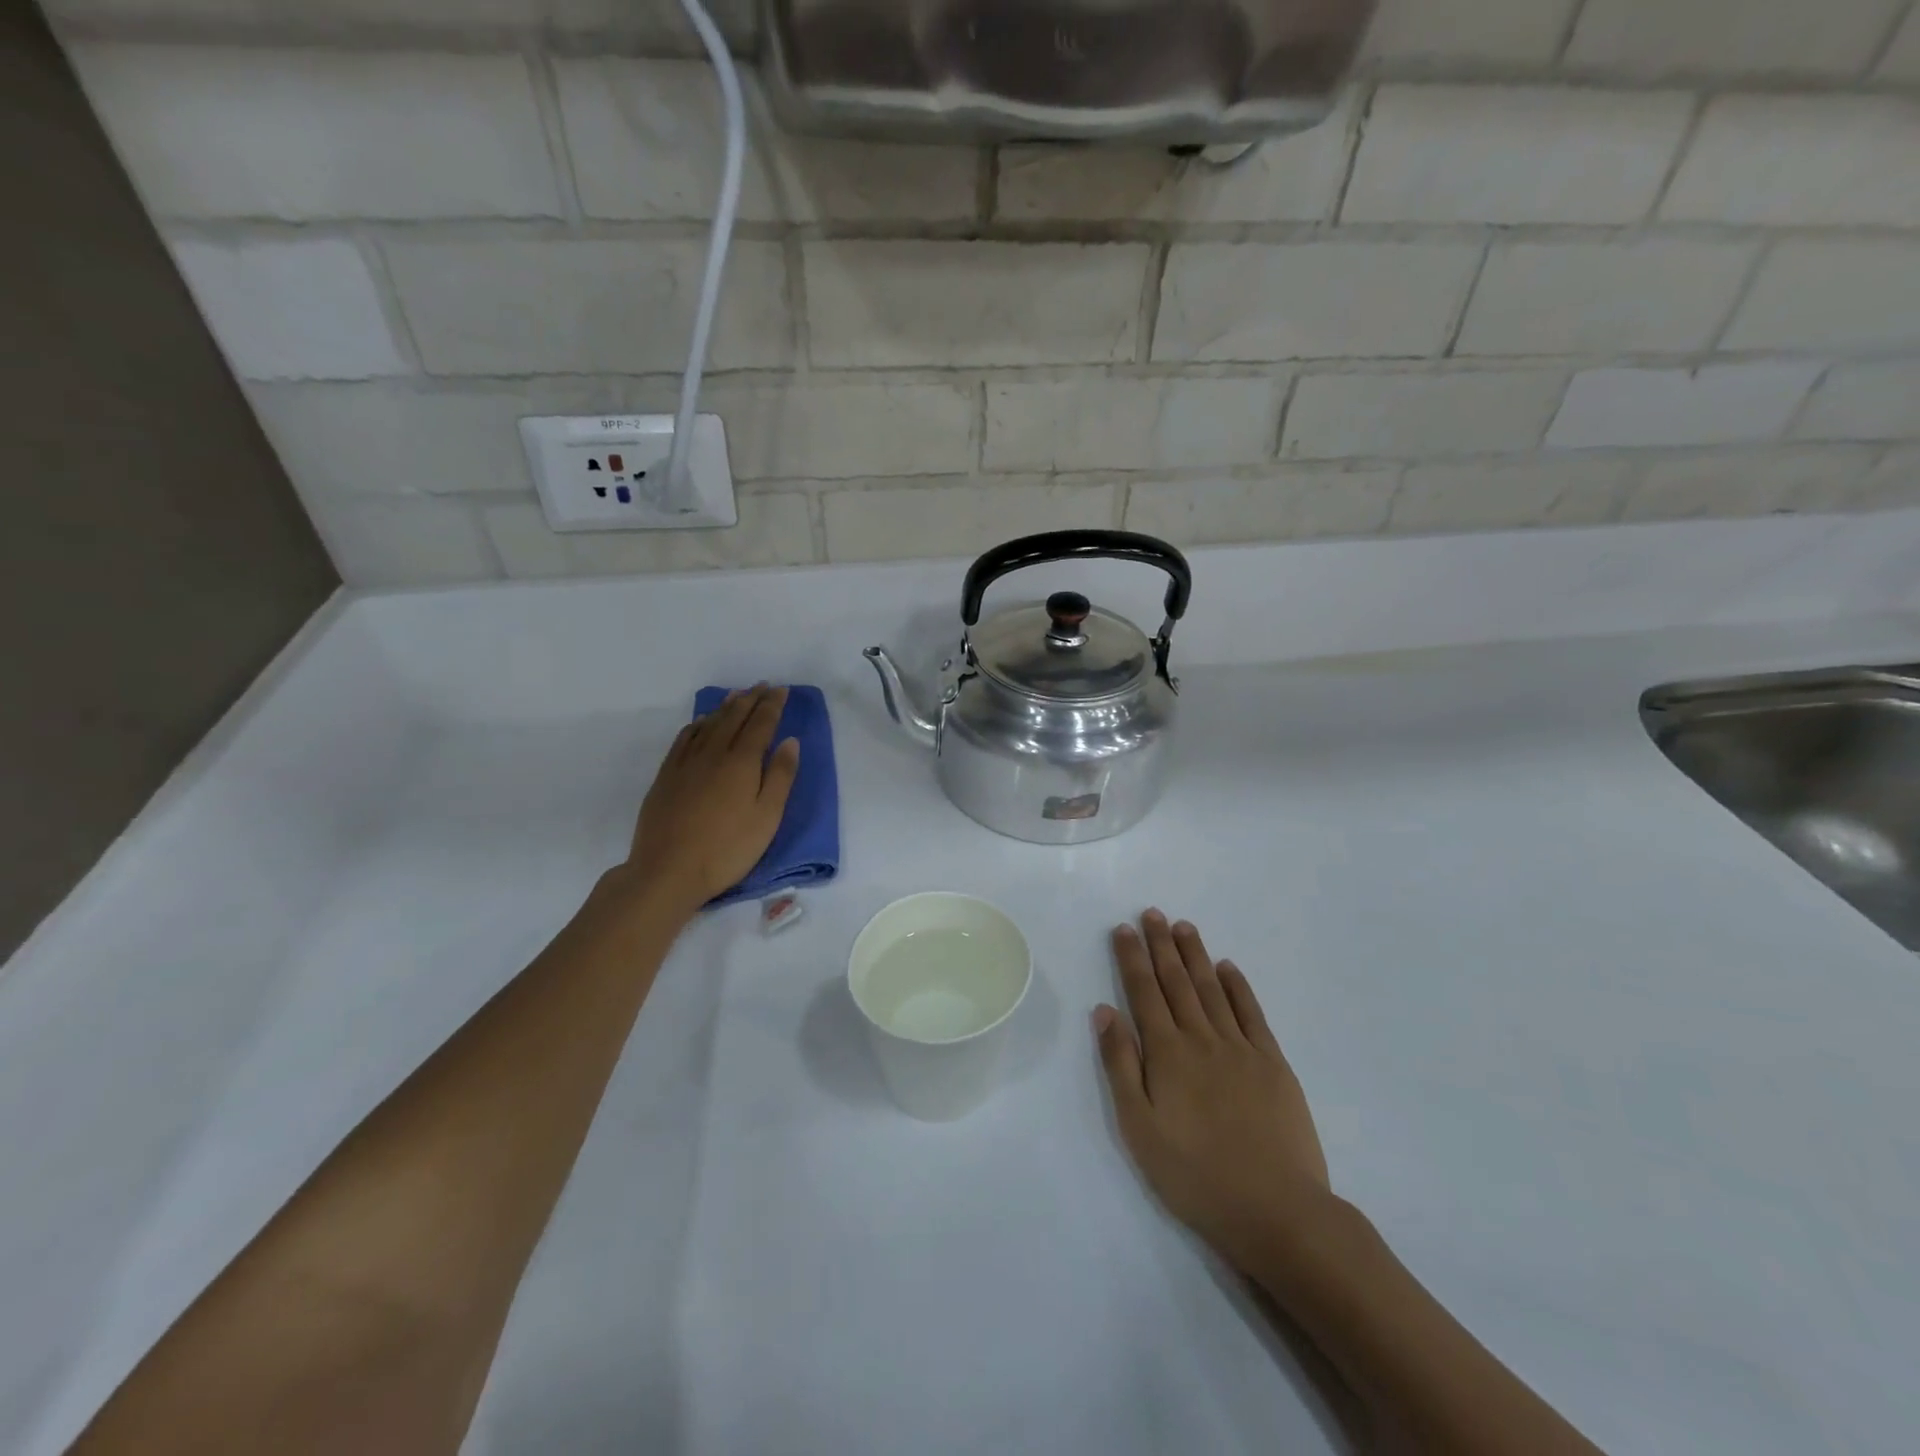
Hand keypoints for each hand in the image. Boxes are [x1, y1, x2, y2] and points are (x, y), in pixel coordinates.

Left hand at [621, 684, 799, 915]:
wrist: (668, 870)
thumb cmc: (727, 849)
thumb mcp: (767, 817)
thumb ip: (780, 776)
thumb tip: (790, 741)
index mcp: (741, 762)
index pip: (761, 724)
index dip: (773, 705)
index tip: (782, 690)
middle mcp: (713, 753)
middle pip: (734, 718)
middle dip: (751, 699)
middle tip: (763, 685)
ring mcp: (686, 763)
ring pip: (709, 724)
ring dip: (725, 707)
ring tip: (737, 695)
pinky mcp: (667, 776)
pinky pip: (684, 738)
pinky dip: (698, 724)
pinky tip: (702, 722)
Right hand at [1094, 910, 1335, 1276]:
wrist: (1276, 1210)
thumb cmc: (1195, 1175)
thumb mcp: (1139, 1128)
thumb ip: (1120, 1065)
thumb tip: (1104, 1011)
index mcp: (1167, 1054)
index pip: (1144, 992)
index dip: (1132, 958)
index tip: (1124, 928)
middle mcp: (1201, 1039)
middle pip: (1177, 982)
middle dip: (1161, 945)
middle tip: (1153, 913)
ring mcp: (1241, 1049)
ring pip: (1212, 989)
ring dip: (1196, 955)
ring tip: (1184, 927)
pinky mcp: (1273, 1064)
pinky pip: (1252, 1014)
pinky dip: (1238, 987)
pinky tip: (1228, 968)